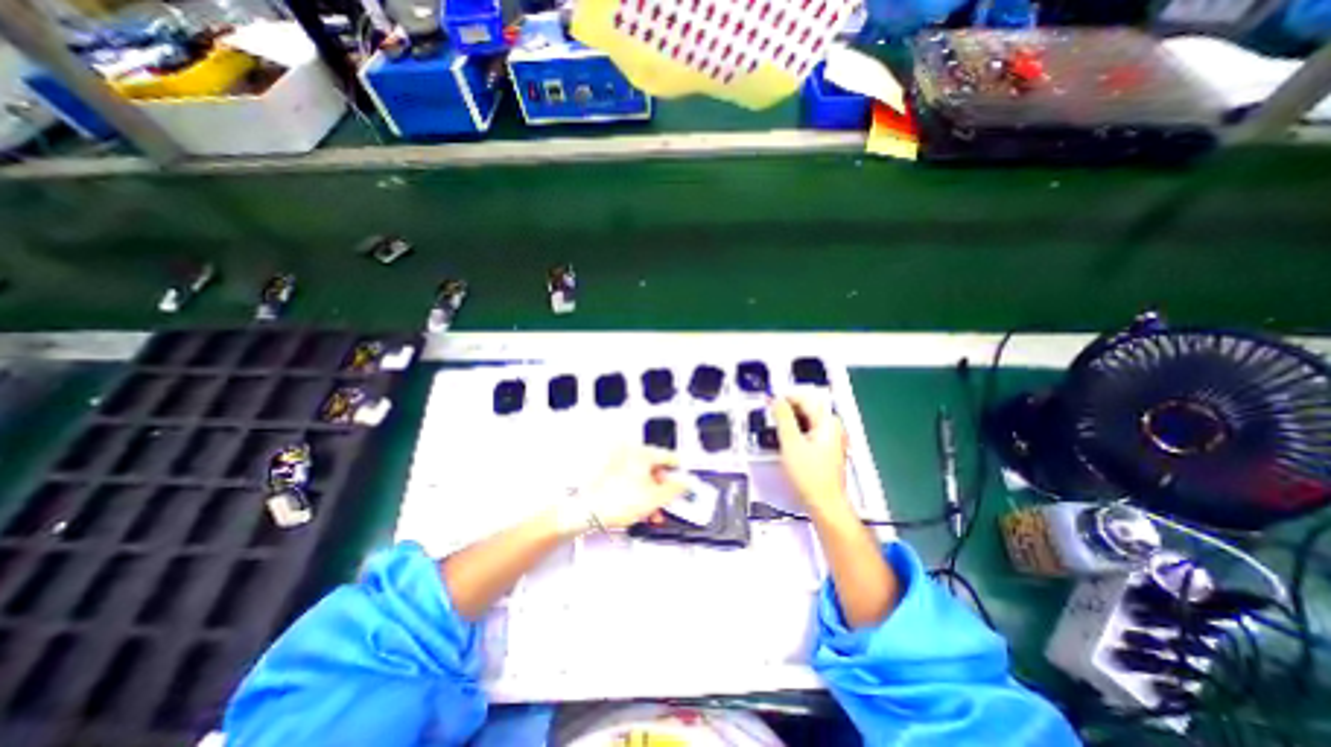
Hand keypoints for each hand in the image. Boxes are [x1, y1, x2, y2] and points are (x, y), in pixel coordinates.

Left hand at [572, 446, 684, 533]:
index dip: (680, 471)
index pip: (669, 457)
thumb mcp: (655, 499)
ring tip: (652, 512)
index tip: (685, 480)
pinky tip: (638, 509)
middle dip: (662, 488)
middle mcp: (629, 452)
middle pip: (654, 468)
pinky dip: (636, 492)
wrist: (584, 512)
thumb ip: (675, 489)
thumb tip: (684, 484)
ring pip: (641, 476)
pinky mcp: (606, 472)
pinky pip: (628, 480)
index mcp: (642, 453)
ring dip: (650, 493)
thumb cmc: (614, 502)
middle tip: (667, 501)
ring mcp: (616, 461)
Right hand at [769, 393, 851, 516]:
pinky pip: (810, 432)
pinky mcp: (827, 450)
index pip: (804, 399)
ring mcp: (832, 439)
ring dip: (791, 422)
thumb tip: (777, 400)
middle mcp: (833, 427)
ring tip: (776, 431)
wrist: (825, 504)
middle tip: (771, 418)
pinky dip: (797, 433)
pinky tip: (787, 443)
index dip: (785, 398)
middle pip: (807, 408)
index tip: (769, 403)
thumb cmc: (810, 475)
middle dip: (787, 410)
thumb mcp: (791, 443)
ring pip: (807, 421)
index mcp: (827, 422)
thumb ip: (783, 418)